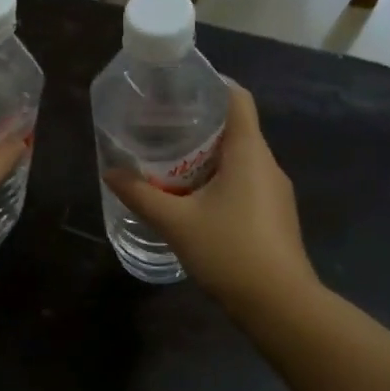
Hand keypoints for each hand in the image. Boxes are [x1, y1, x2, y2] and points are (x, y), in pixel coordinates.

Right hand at [104, 82, 315, 311]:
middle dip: (199, 126)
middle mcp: (267, 164)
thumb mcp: (176, 222)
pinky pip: (245, 184)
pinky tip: (194, 200)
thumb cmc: (229, 251)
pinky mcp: (275, 216)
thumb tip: (110, 172)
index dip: (212, 86)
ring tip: (170, 163)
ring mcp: (275, 192)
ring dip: (208, 158)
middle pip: (236, 129)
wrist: (279, 304)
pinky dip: (220, 181)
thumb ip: (141, 195)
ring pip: (240, 160)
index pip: (238, 99)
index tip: (181, 88)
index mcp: (249, 152)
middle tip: (161, 128)